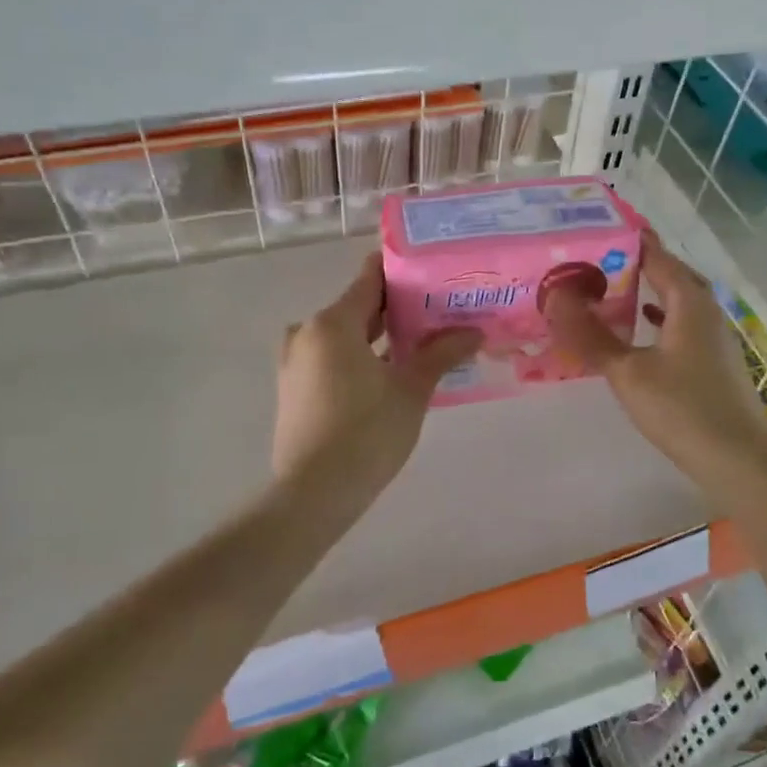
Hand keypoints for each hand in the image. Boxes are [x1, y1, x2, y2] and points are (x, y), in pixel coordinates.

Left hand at [273, 253, 480, 494]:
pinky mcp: (293, 390)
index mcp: (333, 323)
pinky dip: (357, 358)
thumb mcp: (411, 390)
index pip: (370, 279)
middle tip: (438, 312)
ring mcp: (295, 363)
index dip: (401, 272)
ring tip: (418, 344)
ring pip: (343, 336)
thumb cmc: (367, 433)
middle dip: (396, 309)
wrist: (314, 493)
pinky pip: (330, 359)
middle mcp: (307, 333)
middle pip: (357, 307)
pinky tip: (387, 375)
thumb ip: (440, 354)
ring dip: (377, 337)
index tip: (432, 273)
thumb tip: (473, 332)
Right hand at [544, 233, 766, 504]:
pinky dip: (659, 319)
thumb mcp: (628, 372)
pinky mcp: (714, 363)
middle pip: (671, 275)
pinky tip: (642, 330)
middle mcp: (706, 311)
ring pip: (678, 301)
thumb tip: (556, 297)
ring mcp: (715, 338)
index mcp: (689, 302)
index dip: (629, 239)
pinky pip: (682, 325)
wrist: (739, 461)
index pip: (657, 256)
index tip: (595, 228)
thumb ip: (591, 335)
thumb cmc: (683, 409)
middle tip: (598, 260)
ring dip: (648, 292)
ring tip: (613, 289)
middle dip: (637, 264)